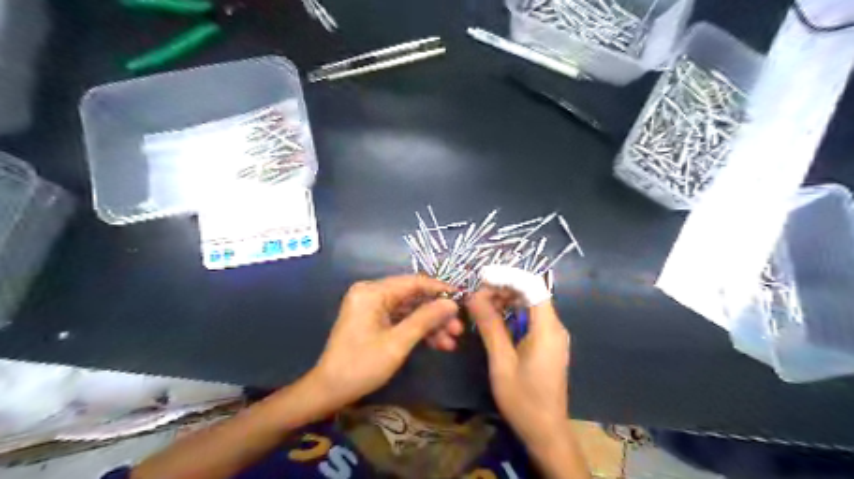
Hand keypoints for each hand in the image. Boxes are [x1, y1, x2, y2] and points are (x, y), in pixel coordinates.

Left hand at [310, 276, 464, 409]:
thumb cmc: (361, 365)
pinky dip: (417, 330)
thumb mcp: (398, 343)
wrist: (329, 390)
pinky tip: (437, 343)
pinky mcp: (373, 319)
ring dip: (430, 324)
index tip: (463, 299)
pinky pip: (400, 318)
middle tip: (458, 329)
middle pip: (413, 296)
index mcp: (373, 292)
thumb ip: (426, 319)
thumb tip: (452, 304)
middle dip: (436, 313)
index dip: (440, 290)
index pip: (414, 282)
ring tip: (451, 341)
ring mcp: (372, 306)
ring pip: (409, 309)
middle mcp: (371, 293)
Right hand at [469, 286, 568, 447]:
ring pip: (530, 304)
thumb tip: (473, 297)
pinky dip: (512, 312)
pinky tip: (494, 320)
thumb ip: (490, 326)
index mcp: (547, 328)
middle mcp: (555, 326)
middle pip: (531, 292)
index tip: (482, 277)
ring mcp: (553, 334)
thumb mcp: (502, 361)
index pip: (533, 285)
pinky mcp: (548, 343)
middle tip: (476, 297)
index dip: (508, 276)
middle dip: (503, 288)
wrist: (546, 431)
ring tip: (480, 307)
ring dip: (506, 299)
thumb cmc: (523, 399)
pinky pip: (531, 317)